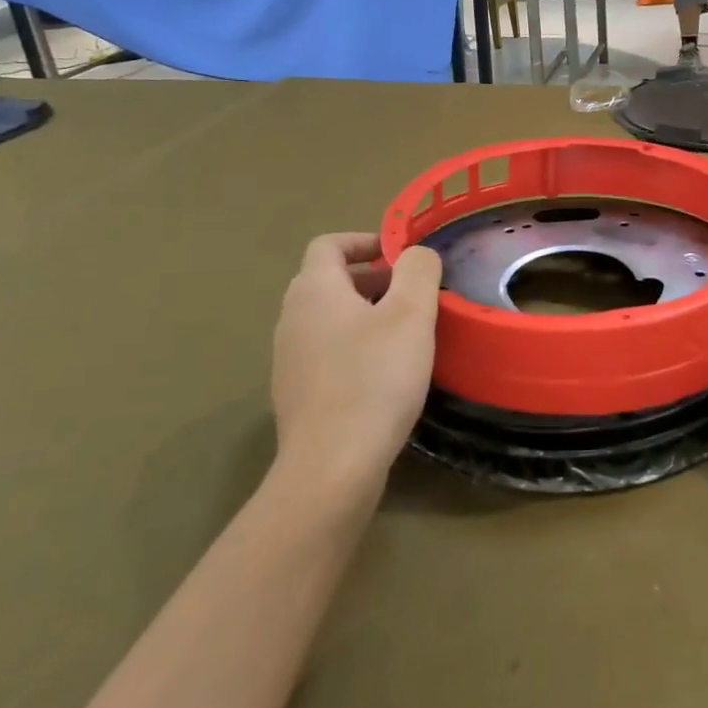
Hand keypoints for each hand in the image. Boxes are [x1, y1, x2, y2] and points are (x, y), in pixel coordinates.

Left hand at [268, 234, 442, 504]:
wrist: (331, 466)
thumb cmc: (374, 379)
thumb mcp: (410, 315)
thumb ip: (417, 271)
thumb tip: (416, 253)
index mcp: (314, 290)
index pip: (329, 244)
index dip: (366, 241)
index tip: (402, 255)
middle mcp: (292, 317)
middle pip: (329, 280)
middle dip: (373, 278)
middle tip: (413, 294)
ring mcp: (289, 358)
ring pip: (329, 317)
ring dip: (365, 312)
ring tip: (406, 332)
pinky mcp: (297, 392)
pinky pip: (327, 351)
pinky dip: (355, 345)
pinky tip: (385, 372)